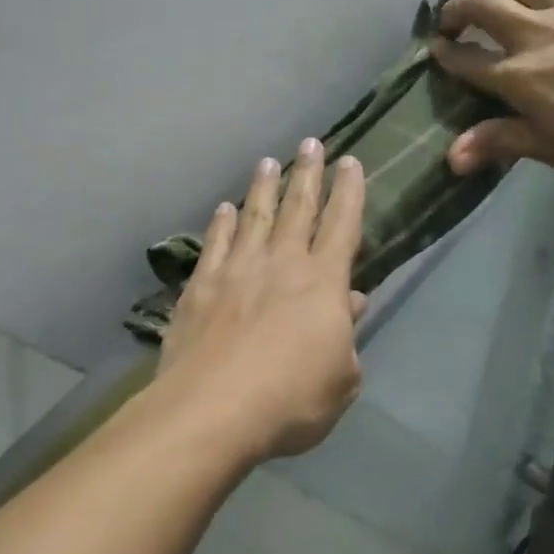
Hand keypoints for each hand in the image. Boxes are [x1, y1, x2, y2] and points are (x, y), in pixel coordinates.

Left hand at [155, 141, 367, 463]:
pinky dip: (222, 223)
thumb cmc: (291, 400)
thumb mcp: (341, 379)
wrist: (213, 411)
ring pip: (255, 216)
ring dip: (263, 187)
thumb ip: (346, 336)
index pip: (342, 225)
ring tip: (268, 162)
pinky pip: (215, 243)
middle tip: (311, 142)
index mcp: (323, 283)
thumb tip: (351, 302)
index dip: (349, 192)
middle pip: (298, 208)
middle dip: (308, 173)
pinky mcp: (201, 286)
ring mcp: (237, 270)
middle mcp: (282, 263)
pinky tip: (224, 209)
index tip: (350, 163)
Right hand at [429, 0, 553, 177]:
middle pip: (479, 4)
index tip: (436, 51)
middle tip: (453, 21)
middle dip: (456, 9)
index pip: (465, 59)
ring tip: (493, 0)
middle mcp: (533, 31)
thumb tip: (449, 157)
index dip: (445, 54)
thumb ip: (500, 142)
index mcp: (518, 76)